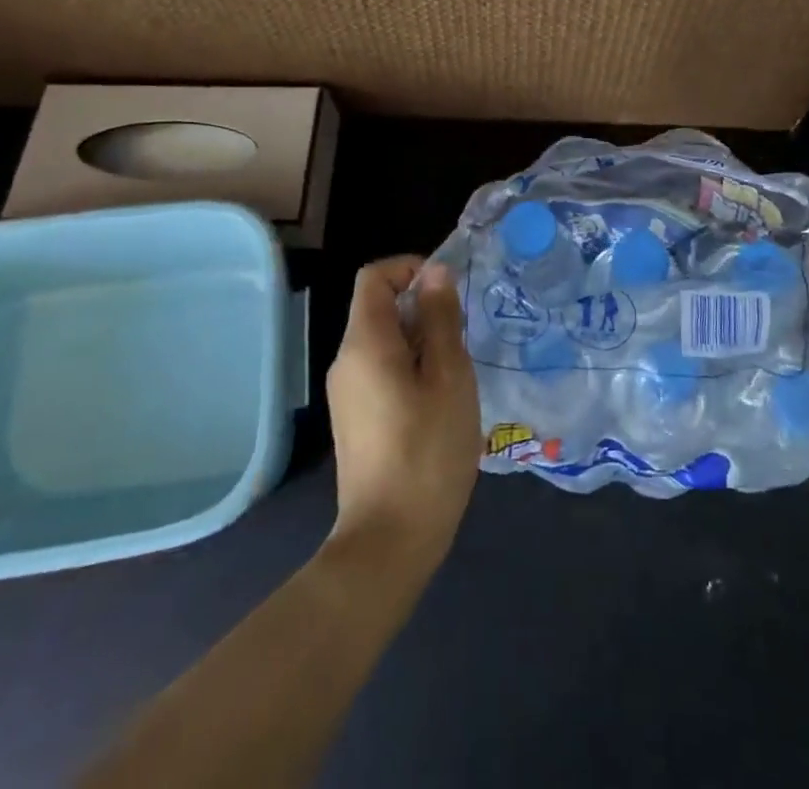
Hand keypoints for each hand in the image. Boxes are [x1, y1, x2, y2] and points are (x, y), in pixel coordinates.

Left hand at [325, 257, 480, 571]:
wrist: (388, 541)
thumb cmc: (427, 451)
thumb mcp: (449, 377)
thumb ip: (441, 319)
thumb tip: (434, 271)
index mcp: (365, 343)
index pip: (374, 276)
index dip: (410, 268)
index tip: (447, 290)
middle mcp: (346, 360)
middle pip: (378, 307)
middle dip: (422, 307)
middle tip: (462, 336)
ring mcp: (346, 392)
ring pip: (383, 340)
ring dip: (420, 339)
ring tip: (456, 370)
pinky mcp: (354, 417)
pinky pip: (380, 369)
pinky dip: (410, 365)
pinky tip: (440, 399)